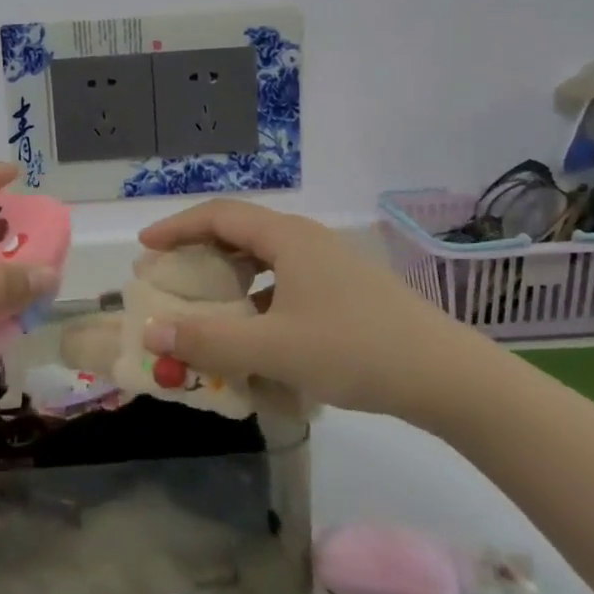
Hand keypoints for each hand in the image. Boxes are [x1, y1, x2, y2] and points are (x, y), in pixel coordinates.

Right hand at [136, 200, 480, 422]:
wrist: (448, 378)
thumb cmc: (356, 350)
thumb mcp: (274, 349)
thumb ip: (209, 341)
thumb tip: (150, 332)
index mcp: (288, 238)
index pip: (218, 215)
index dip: (177, 227)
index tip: (146, 249)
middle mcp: (307, 241)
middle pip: (240, 232)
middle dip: (199, 252)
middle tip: (170, 276)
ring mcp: (330, 265)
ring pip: (265, 259)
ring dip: (230, 276)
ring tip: (208, 303)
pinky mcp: (346, 291)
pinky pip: (286, 282)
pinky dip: (258, 297)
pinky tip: (257, 331)